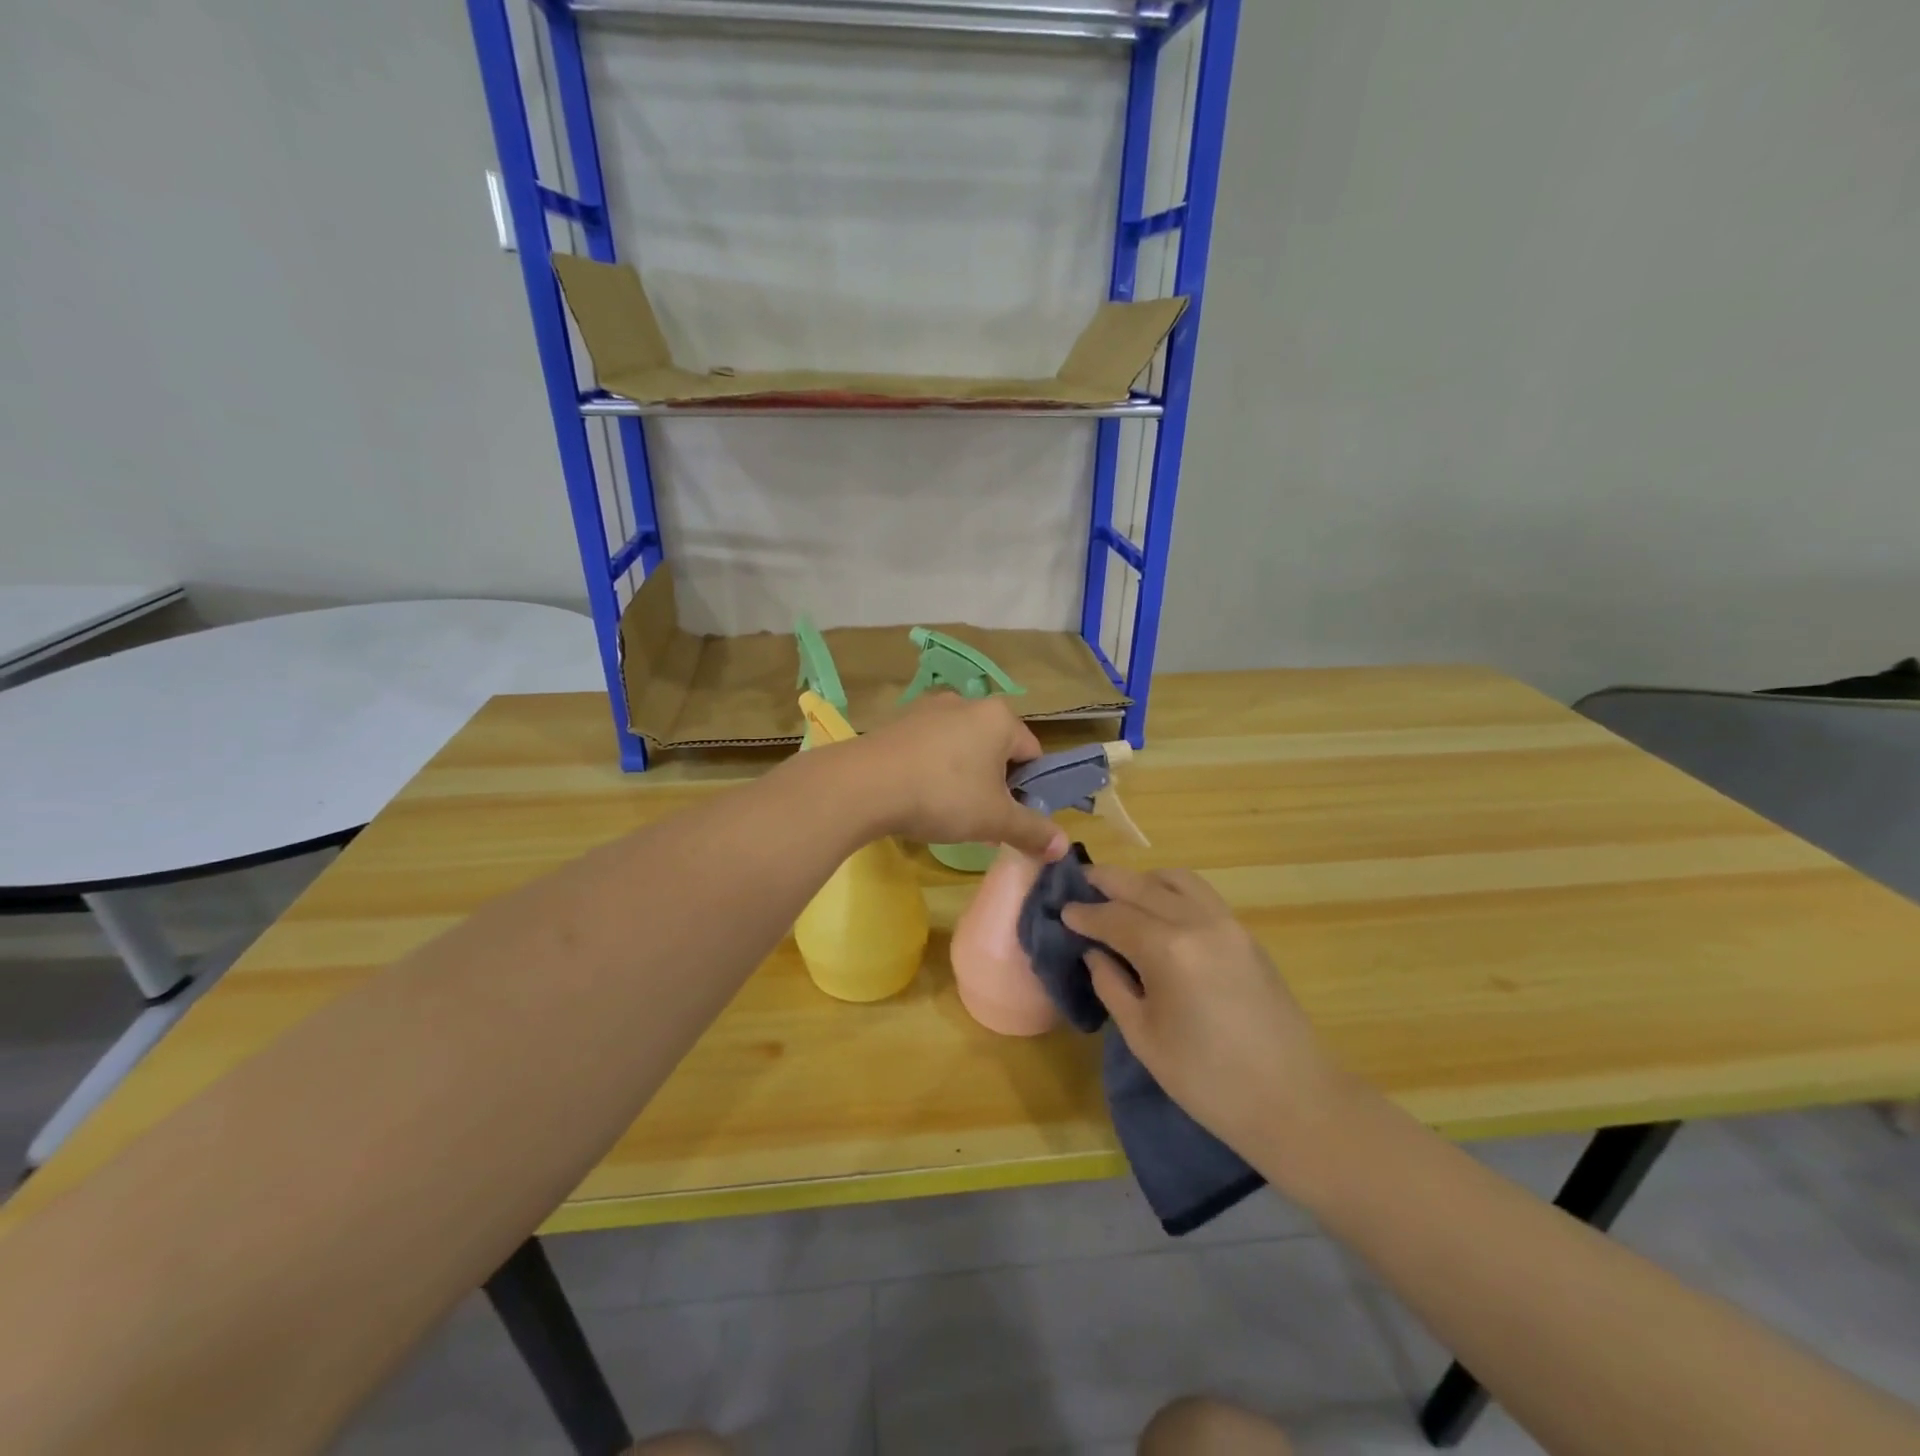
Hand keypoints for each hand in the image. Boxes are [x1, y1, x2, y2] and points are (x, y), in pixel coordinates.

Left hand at [854, 694, 1067, 860]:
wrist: (864, 785)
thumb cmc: (942, 796)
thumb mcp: (994, 820)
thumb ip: (1032, 831)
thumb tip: (1063, 847)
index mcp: (1000, 717)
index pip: (1033, 753)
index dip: (1029, 788)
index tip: (1011, 816)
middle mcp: (967, 702)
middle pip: (996, 748)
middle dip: (994, 782)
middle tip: (980, 817)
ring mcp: (929, 708)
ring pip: (962, 746)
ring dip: (963, 775)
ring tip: (947, 809)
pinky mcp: (898, 721)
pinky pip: (930, 746)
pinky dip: (932, 768)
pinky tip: (918, 794)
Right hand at [1062, 866, 1347, 1158]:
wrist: (1296, 1102)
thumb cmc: (1208, 1081)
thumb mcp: (1144, 1038)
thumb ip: (1112, 985)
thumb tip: (1094, 953)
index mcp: (1168, 949)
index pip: (1114, 916)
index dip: (1084, 914)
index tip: (1061, 911)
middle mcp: (1197, 922)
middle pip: (1142, 885)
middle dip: (1106, 882)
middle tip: (1079, 885)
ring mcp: (1227, 923)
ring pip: (1176, 879)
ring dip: (1142, 880)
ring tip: (1119, 896)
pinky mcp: (1246, 934)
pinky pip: (1200, 894)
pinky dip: (1171, 890)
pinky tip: (1158, 911)